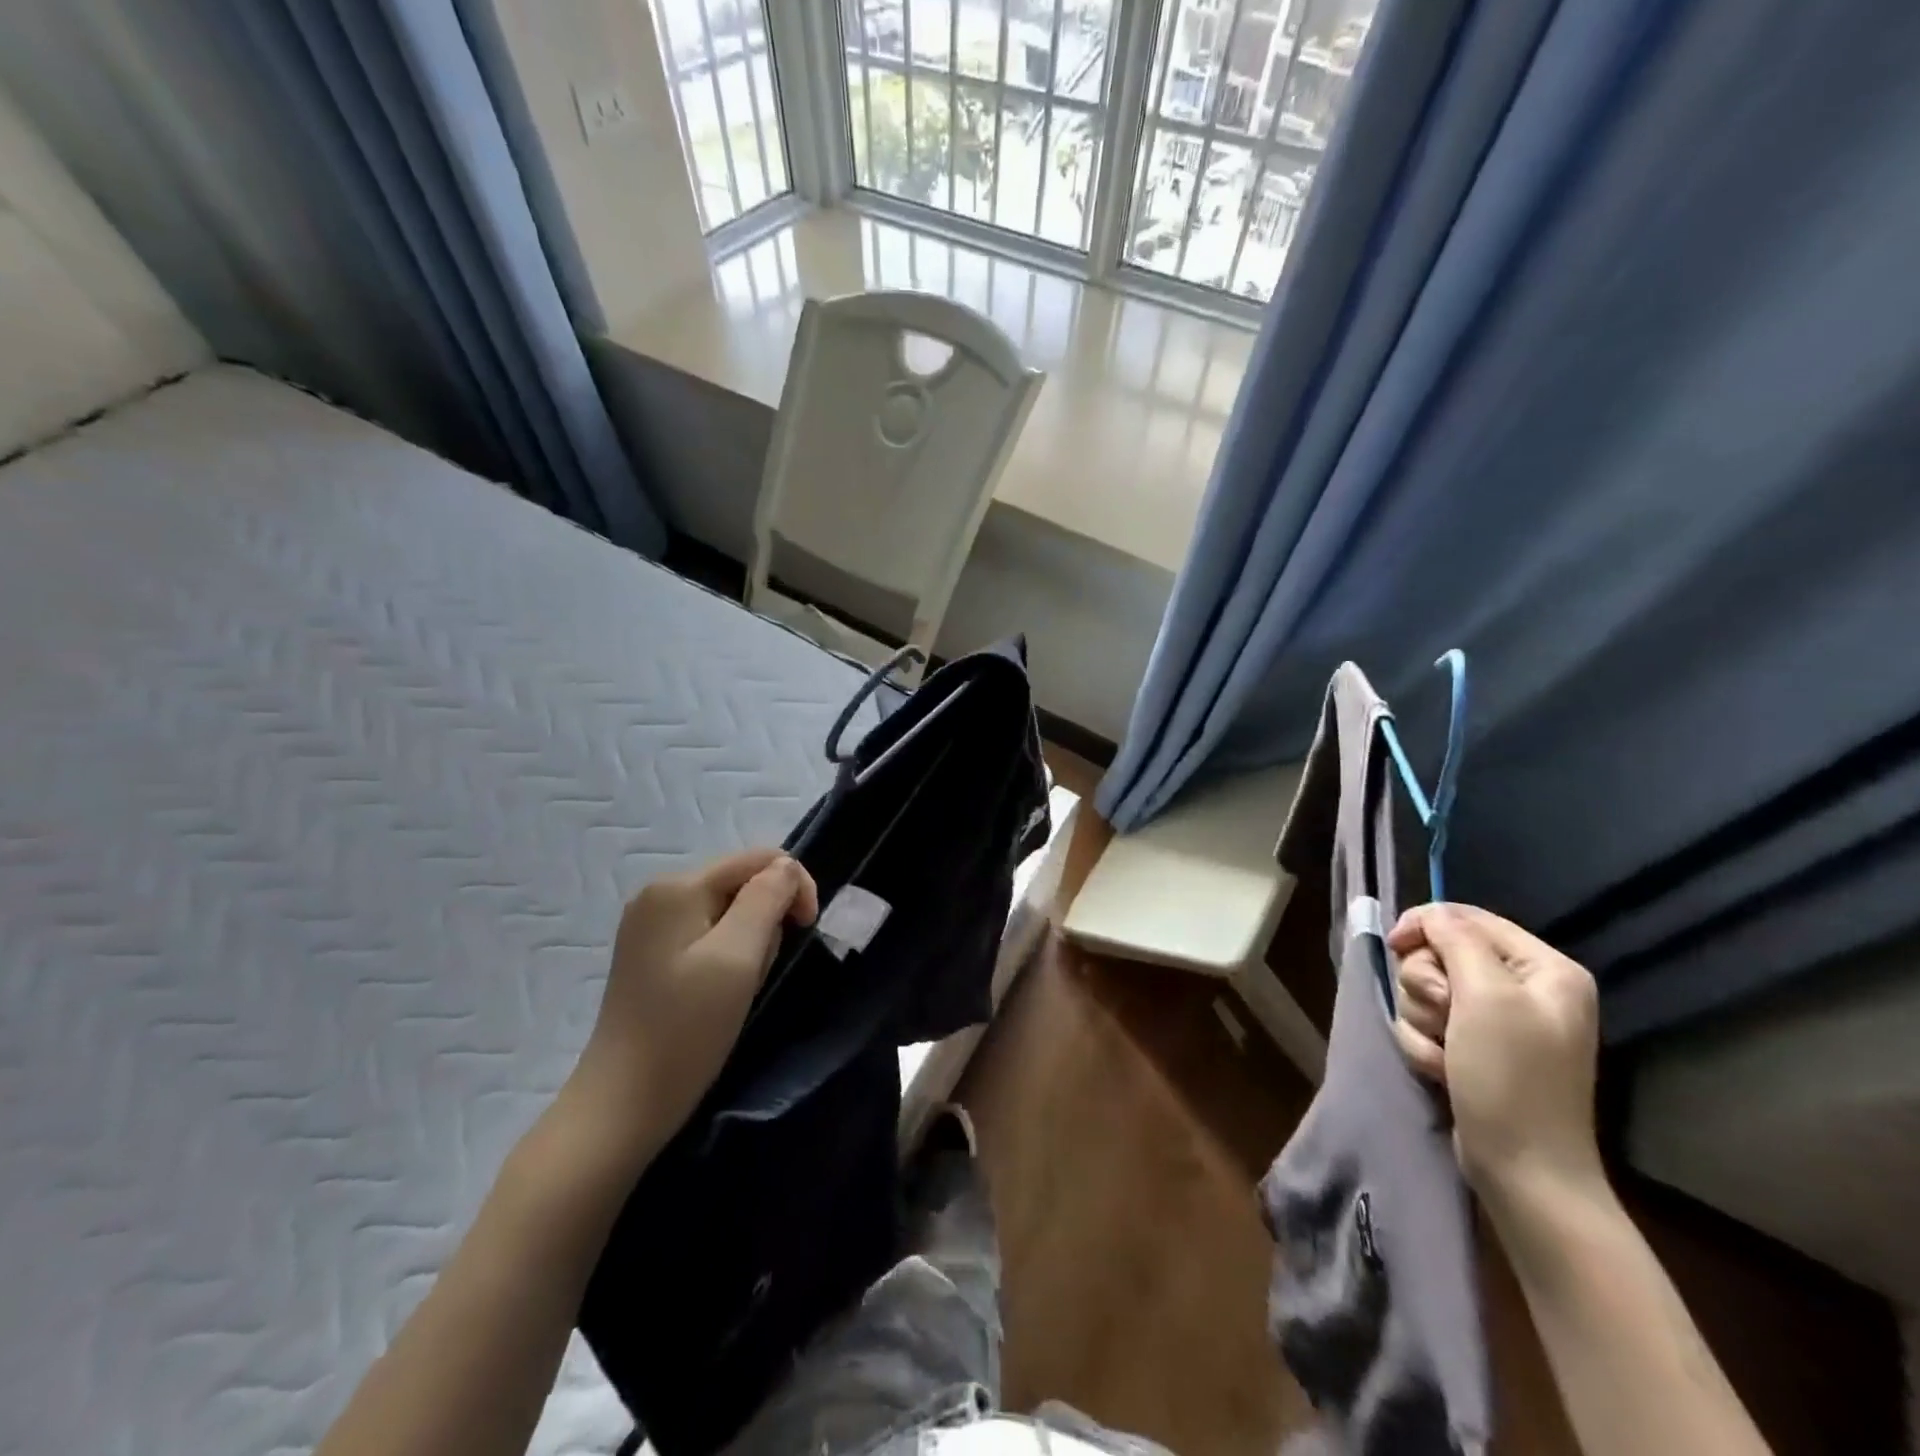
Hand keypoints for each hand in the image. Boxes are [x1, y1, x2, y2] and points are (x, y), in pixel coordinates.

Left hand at [565, 849, 818, 1152]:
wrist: (624, 1104)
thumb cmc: (687, 1029)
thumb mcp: (739, 958)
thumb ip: (767, 899)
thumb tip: (787, 866)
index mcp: (678, 886)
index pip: (759, 858)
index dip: (794, 885)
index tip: (807, 930)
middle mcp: (660, 893)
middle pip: (742, 881)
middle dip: (767, 917)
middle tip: (760, 970)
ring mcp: (651, 923)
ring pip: (729, 909)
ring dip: (750, 939)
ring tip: (739, 986)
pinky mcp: (651, 952)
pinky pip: (708, 931)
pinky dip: (729, 954)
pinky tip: (720, 990)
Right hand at [1387, 903, 1602, 1203]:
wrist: (1523, 1170)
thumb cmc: (1511, 1077)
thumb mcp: (1486, 995)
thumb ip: (1456, 940)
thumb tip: (1430, 914)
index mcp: (1544, 968)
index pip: (1467, 918)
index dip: (1425, 926)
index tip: (1394, 945)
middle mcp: (1524, 989)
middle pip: (1440, 954)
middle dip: (1427, 986)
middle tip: (1443, 1016)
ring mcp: (1498, 1021)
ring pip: (1426, 990)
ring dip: (1423, 1020)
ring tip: (1445, 1054)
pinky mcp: (1474, 1048)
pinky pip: (1427, 1023)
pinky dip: (1425, 1045)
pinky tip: (1444, 1071)